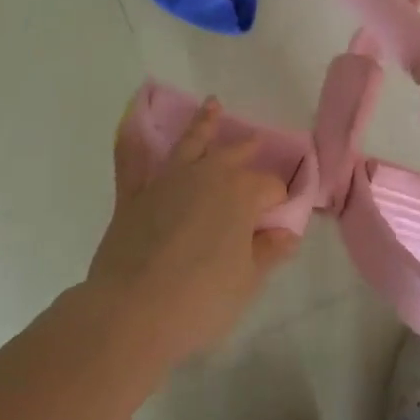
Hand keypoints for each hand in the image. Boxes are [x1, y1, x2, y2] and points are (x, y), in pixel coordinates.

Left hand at [87, 98, 297, 366]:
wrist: (131, 314)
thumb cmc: (201, 300)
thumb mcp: (247, 282)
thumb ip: (268, 251)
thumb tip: (287, 233)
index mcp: (242, 194)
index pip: (271, 188)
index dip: (278, 202)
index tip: (278, 221)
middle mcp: (207, 176)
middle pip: (235, 155)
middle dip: (249, 149)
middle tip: (257, 142)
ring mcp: (168, 181)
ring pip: (191, 143)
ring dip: (203, 123)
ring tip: (212, 105)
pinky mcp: (134, 196)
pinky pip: (132, 162)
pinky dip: (131, 141)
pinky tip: (132, 121)